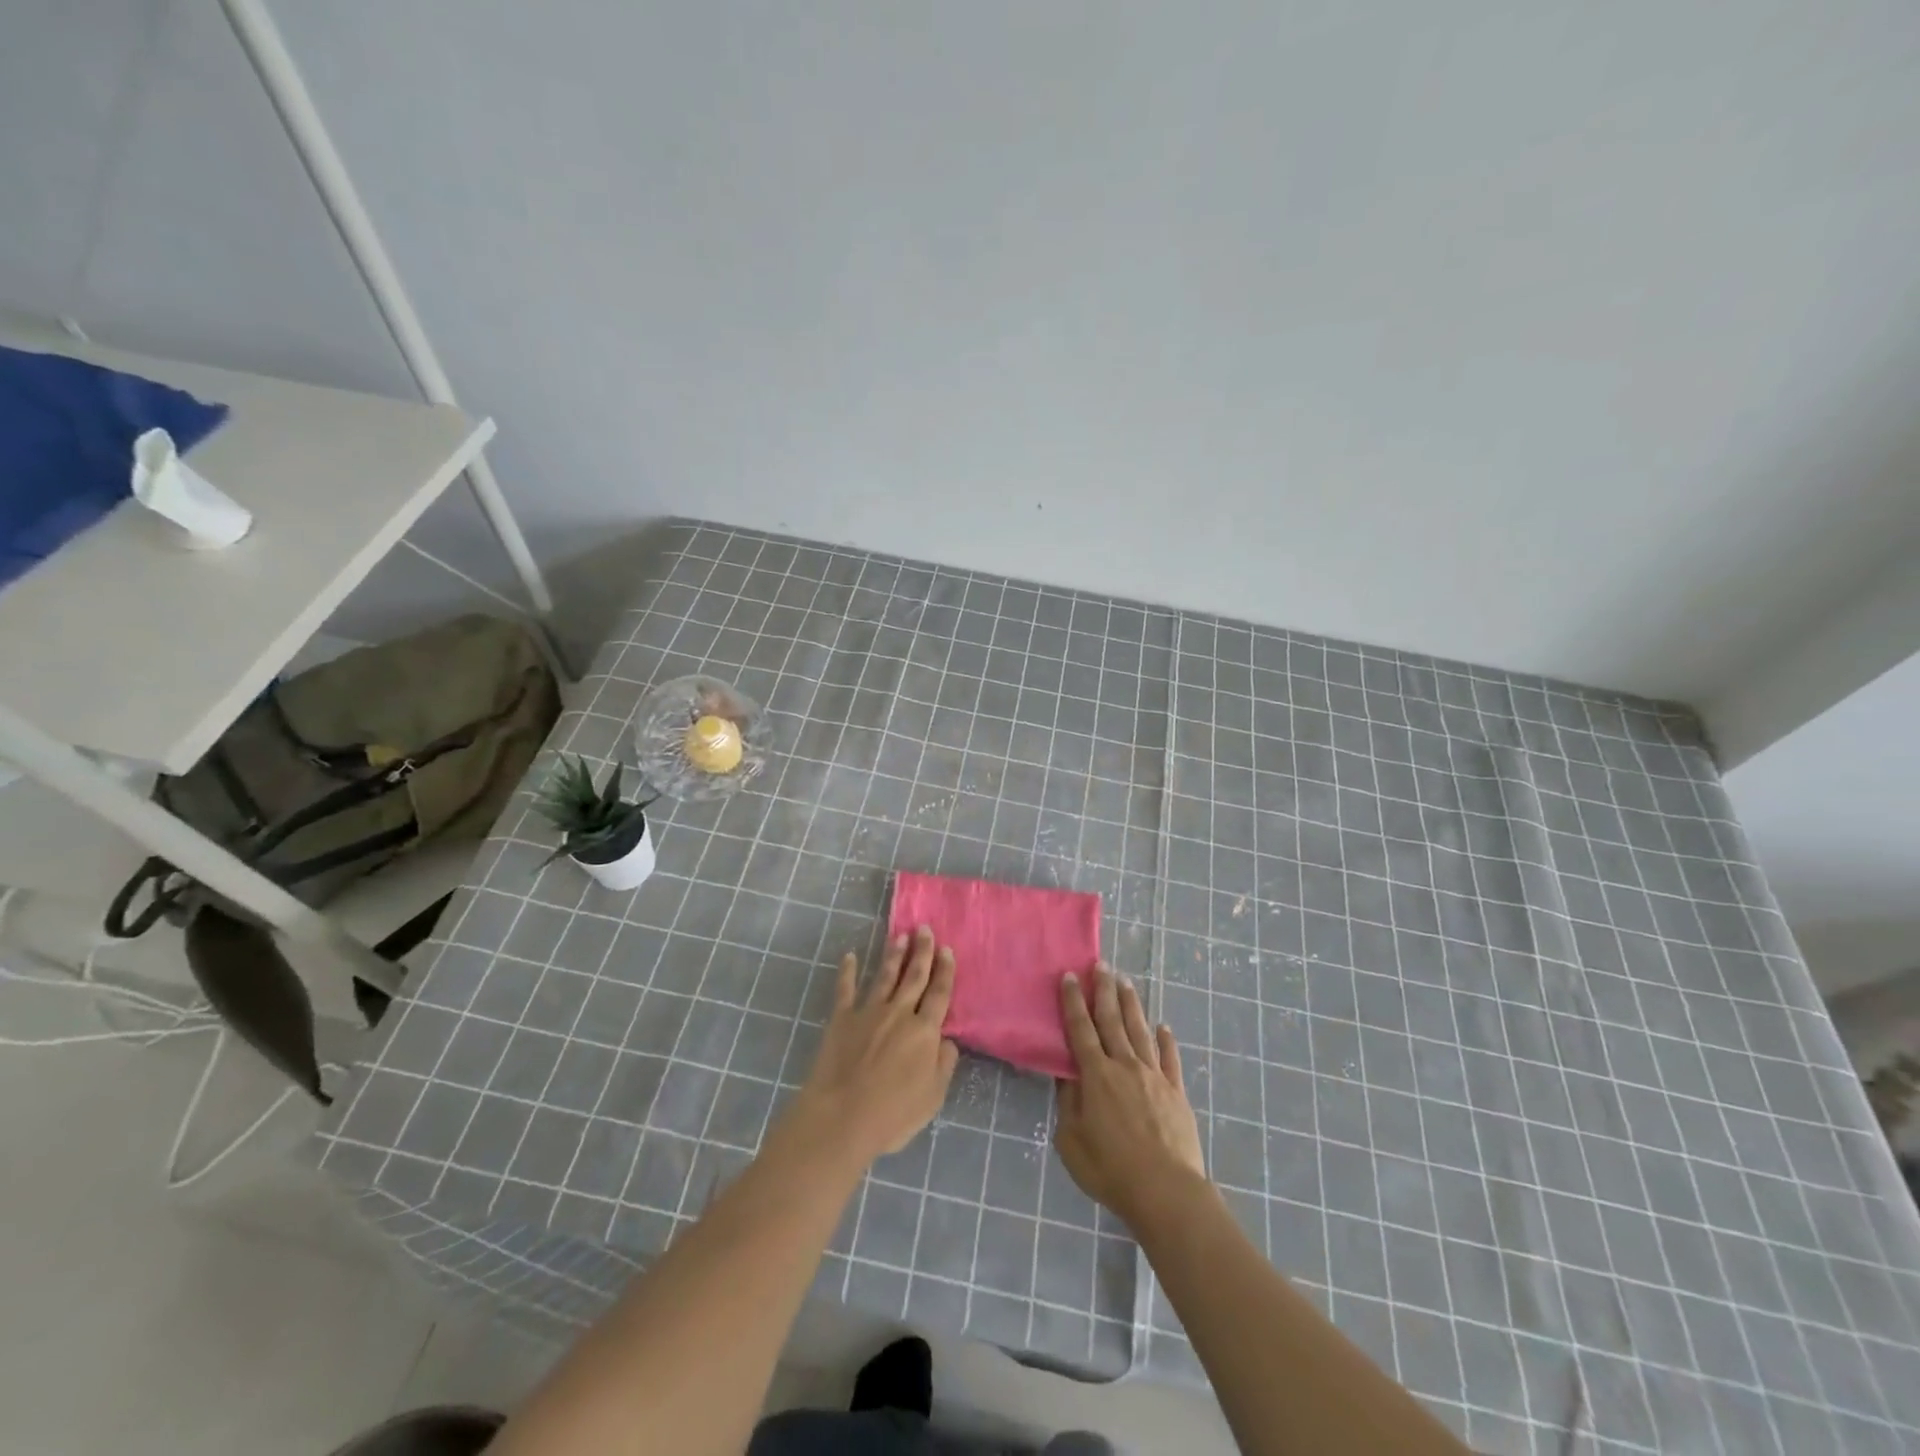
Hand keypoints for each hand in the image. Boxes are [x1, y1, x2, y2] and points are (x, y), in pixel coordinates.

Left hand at [788, 926, 959, 1166]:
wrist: (841, 1117)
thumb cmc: (893, 1114)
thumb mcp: (933, 1096)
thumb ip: (944, 1064)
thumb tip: (946, 1040)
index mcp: (924, 1031)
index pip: (939, 993)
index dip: (945, 971)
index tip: (947, 950)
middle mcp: (899, 1013)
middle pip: (914, 976)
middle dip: (922, 952)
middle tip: (925, 929)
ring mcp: (868, 1012)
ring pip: (884, 976)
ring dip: (893, 955)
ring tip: (900, 936)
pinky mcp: (841, 1019)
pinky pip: (845, 989)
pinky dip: (847, 972)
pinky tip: (849, 956)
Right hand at [1054, 963, 1207, 1229]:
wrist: (1166, 1192)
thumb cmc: (1110, 1170)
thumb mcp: (1071, 1140)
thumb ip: (1068, 1102)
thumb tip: (1065, 1073)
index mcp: (1096, 1075)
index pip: (1080, 1029)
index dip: (1073, 1001)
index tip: (1070, 976)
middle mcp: (1125, 1066)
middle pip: (1112, 1020)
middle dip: (1104, 991)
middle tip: (1101, 965)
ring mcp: (1154, 1076)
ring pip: (1140, 1031)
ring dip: (1132, 1005)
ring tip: (1126, 983)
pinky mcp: (1176, 1092)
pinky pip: (1170, 1059)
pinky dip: (1166, 1041)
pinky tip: (1164, 1027)